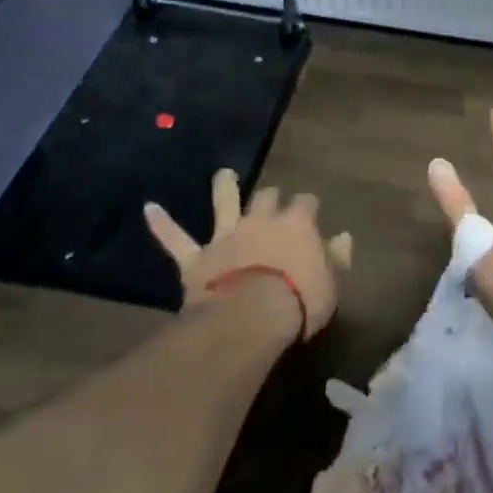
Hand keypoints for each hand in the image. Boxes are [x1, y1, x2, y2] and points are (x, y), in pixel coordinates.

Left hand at [144, 170, 353, 340]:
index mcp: (297, 223)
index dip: (308, 210)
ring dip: (223, 187)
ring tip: (222, 175)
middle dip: (270, 197)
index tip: (310, 217)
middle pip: (268, 196)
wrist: (252, 317)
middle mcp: (262, 219)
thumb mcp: (332, 283)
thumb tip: (343, 236)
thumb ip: (337, 258)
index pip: (307, 203)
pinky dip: (162, 225)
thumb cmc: (300, 300)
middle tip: (271, 203)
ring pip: (224, 202)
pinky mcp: (198, 258)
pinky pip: (176, 239)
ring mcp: (227, 235)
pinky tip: (149, 208)